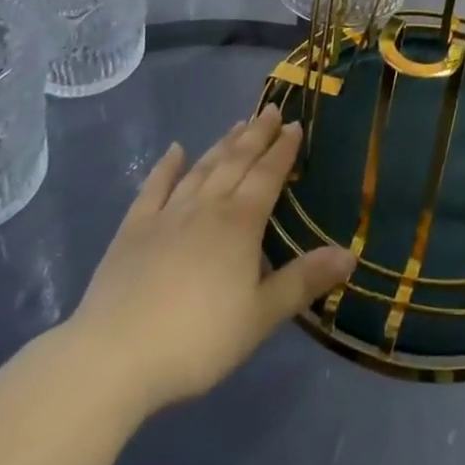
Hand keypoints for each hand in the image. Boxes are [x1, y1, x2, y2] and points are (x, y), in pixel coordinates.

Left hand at [64, 106, 353, 420]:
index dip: (283, 150)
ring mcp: (167, 214)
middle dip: (257, 134)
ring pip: (202, 168)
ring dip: (222, 144)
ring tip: (238, 123)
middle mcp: (207, 206)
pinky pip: (154, 187)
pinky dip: (167, 166)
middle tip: (271, 110)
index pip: (268, 175)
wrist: (115, 355)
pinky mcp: (134, 229)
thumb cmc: (197, 339)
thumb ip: (303, 281)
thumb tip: (350, 253)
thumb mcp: (260, 316)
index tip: (295, 124)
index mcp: (240, 223)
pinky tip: (175, 150)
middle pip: (236, 161)